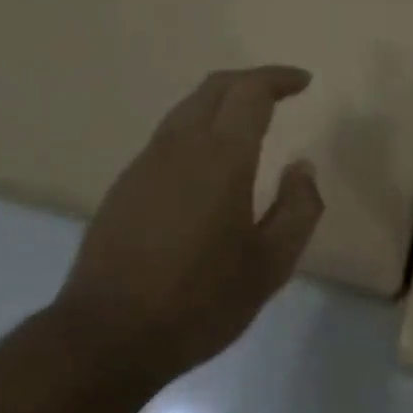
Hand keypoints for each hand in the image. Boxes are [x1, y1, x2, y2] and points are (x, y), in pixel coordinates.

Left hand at [57, 66, 324, 382]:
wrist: (109, 334)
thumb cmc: (200, 301)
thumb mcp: (269, 265)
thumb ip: (297, 209)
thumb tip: (302, 167)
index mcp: (221, 157)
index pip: (251, 92)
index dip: (279, 78)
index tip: (303, 82)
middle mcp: (180, 145)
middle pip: (214, 87)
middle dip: (250, 80)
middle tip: (280, 91)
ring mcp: (146, 162)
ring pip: (186, 109)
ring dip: (220, 102)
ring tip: (247, 121)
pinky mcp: (125, 184)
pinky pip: (168, 136)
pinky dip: (197, 127)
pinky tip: (207, 162)